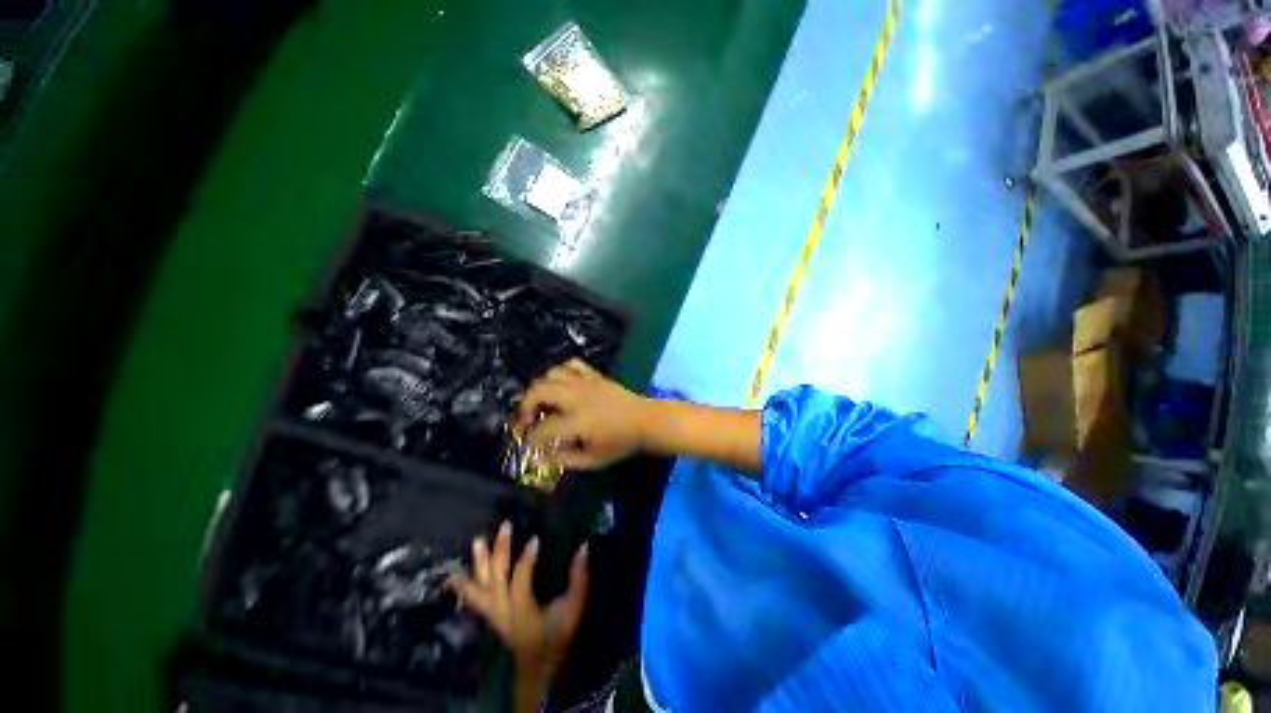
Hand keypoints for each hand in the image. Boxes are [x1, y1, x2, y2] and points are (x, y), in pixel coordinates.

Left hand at [449, 522, 588, 705]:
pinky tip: (458, 573)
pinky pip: (474, 598)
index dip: (527, 560)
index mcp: (523, 612)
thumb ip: (579, 579)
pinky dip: (466, 585)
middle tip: (505, 526)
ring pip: (480, 588)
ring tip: (478, 540)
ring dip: (479, 564)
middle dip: (499, 552)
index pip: (520, 582)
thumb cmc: (557, 637)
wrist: (538, 668)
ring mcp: (493, 615)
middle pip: (495, 580)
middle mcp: (503, 612)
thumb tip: (584, 547)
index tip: (535, 538)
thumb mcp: (573, 610)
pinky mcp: (491, 615)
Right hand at [517, 359, 651, 469]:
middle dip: (525, 406)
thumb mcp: (594, 460)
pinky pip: (573, 364)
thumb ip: (566, 460)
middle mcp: (578, 398)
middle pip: (540, 392)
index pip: (543, 429)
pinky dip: (562, 371)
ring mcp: (587, 383)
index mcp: (579, 422)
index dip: (529, 439)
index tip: (526, 445)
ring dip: (540, 388)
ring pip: (552, 374)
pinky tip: (562, 385)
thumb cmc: (622, 443)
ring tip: (543, 402)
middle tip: (526, 420)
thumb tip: (543, 457)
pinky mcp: (595, 375)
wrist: (647, 421)